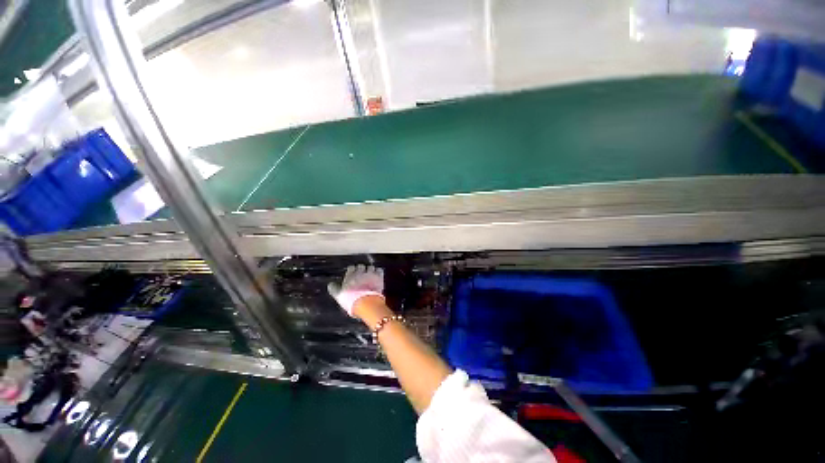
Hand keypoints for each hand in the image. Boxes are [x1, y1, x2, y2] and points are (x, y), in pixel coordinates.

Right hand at [328, 265, 384, 316]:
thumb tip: (330, 284)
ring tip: (370, 276)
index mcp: (350, 276)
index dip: (352, 271)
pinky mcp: (379, 277)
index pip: (351, 268)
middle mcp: (360, 272)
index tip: (353, 275)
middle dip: (362, 270)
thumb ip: (334, 289)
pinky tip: (378, 275)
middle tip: (362, 276)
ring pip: (370, 267)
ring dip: (370, 271)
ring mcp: (370, 273)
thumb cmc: (350, 300)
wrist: (365, 303)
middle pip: (361, 266)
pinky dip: (378, 272)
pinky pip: (379, 270)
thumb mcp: (339, 296)